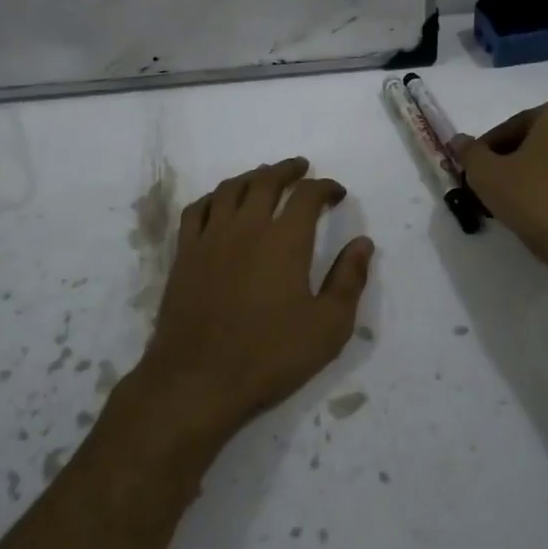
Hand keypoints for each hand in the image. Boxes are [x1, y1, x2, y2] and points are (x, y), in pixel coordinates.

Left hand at [137, 157, 373, 438]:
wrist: (198, 380)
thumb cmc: (270, 356)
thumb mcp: (328, 327)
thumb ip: (349, 280)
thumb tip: (363, 243)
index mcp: (285, 240)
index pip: (307, 195)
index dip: (325, 187)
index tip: (336, 193)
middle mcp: (246, 227)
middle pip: (266, 181)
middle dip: (288, 170)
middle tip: (301, 168)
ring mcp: (210, 238)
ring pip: (231, 189)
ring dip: (252, 177)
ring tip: (264, 177)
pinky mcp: (184, 254)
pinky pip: (197, 210)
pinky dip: (214, 197)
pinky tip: (220, 202)